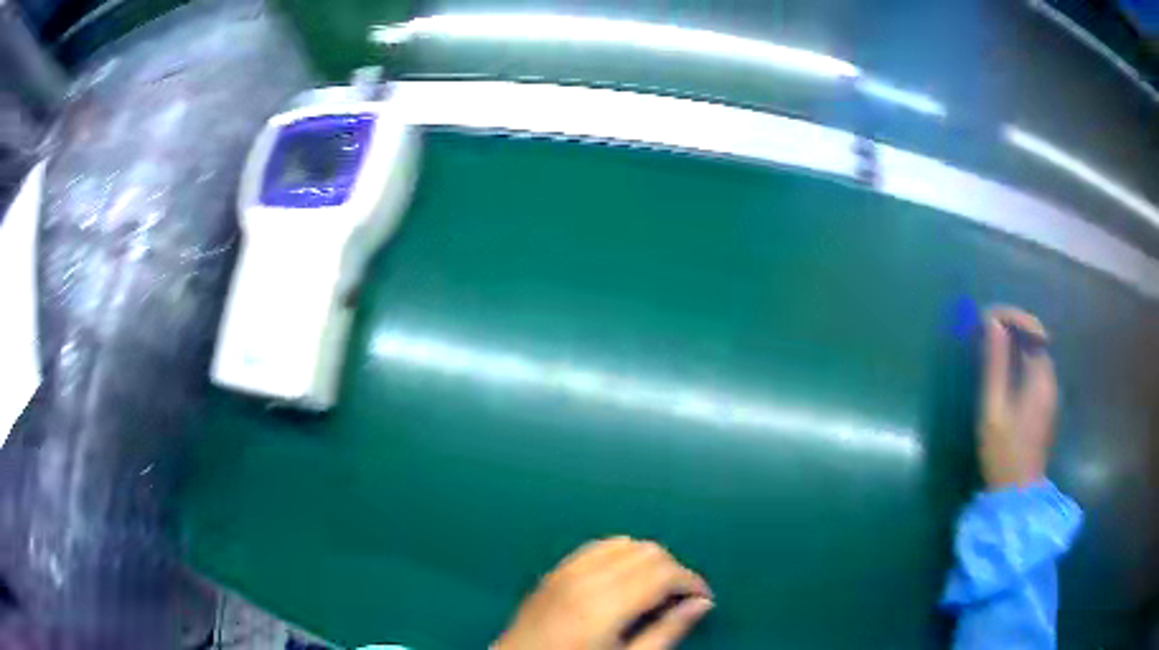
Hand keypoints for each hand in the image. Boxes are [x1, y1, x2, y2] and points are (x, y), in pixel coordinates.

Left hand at [493, 537, 713, 649]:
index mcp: (607, 603)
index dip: (692, 582)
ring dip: (647, 560)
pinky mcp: (554, 571)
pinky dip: (619, 554)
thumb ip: (667, 631)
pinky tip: (623, 579)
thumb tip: (703, 603)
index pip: (665, 572)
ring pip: (624, 543)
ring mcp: (566, 570)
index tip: (704, 599)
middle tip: (680, 599)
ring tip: (655, 590)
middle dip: (673, 570)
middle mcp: (587, 577)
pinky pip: (596, 546)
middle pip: (648, 551)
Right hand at [978, 307, 1057, 489]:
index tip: (987, 317)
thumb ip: (995, 365)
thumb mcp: (993, 409)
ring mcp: (1049, 393)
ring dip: (1015, 342)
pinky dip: (1019, 359)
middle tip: (986, 329)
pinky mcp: (1044, 405)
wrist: (1017, 493)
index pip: (1034, 329)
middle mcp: (1050, 379)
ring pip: (1036, 353)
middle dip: (1012, 326)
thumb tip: (992, 323)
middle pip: (1037, 338)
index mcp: (1041, 377)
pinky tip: (1003, 370)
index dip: (1012, 316)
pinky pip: (1034, 368)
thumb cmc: (1004, 452)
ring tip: (991, 345)